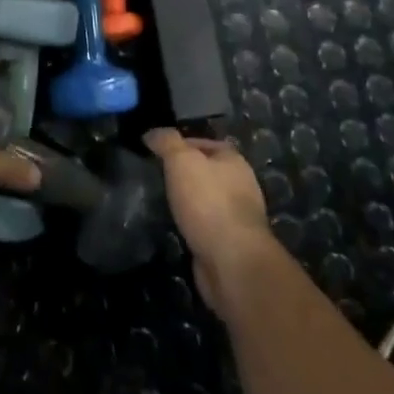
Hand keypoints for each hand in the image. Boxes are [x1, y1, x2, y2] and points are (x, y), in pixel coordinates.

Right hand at [144, 128, 277, 317]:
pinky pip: (206, 224)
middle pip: (207, 171)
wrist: (232, 260)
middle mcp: (240, 185)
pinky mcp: (230, 243)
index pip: (205, 143)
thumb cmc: (208, 202)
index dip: (180, 144)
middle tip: (156, 175)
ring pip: (206, 199)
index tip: (156, 151)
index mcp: (234, 161)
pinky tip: (175, 225)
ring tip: (161, 200)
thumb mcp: (181, 161)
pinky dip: (192, 223)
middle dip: (184, 173)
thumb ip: (167, 142)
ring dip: (187, 200)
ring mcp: (237, 216)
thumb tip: (152, 133)